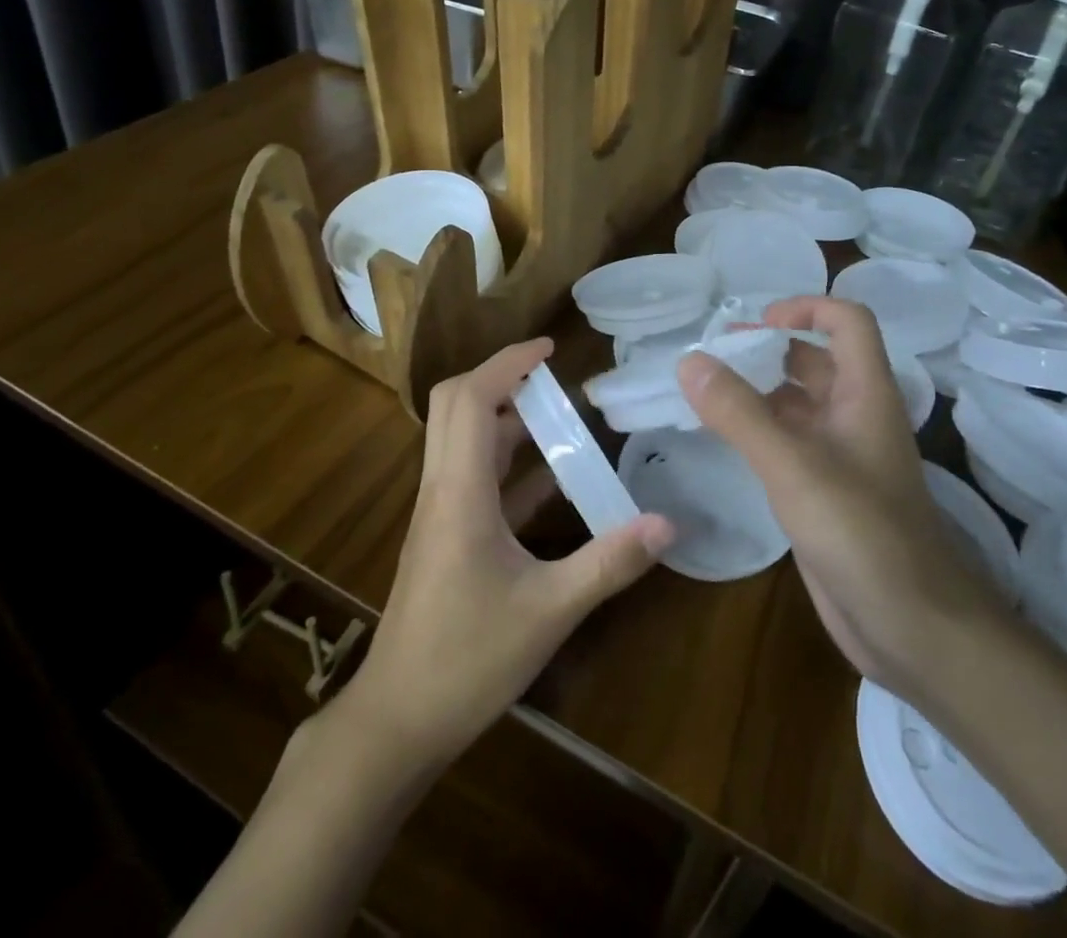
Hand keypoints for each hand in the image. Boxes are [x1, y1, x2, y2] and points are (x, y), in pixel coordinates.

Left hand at [340, 338, 674, 771]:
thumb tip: (667, 523)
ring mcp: (440, 511)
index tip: (549, 347)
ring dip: (506, 418)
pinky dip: (508, 462)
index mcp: (460, 491)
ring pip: (463, 438)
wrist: (399, 718)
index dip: (508, 362)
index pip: (473, 398)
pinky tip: (552, 479)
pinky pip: (474, 477)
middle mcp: (443, 488)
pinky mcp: (445, 534)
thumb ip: (609, 562)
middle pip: (456, 404)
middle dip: (503, 378)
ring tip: (561, 418)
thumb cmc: (467, 659)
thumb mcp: (549, 611)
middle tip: (553, 379)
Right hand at [676, 297, 1003, 700]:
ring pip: (796, 403)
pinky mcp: (824, 492)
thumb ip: (739, 412)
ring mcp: (841, 456)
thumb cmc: (862, 534)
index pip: (847, 322)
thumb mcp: (794, 466)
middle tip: (711, 356)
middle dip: (766, 349)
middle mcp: (855, 416)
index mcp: (865, 394)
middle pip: (814, 359)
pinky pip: (786, 443)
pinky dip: (755, 430)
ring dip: (755, 390)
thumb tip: (689, 360)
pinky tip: (720, 438)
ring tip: (702, 392)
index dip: (805, 308)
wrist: (912, 629)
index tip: (754, 324)